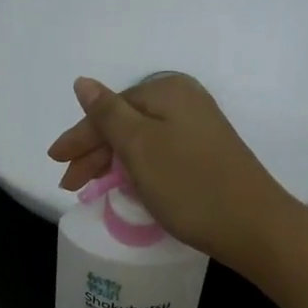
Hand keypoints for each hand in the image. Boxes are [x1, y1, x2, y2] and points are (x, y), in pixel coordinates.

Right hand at [47, 74, 299, 271]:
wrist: (253, 225)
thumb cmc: (189, 184)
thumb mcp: (140, 146)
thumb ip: (108, 114)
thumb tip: (82, 82)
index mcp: (167, 90)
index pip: (109, 109)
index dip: (79, 137)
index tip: (55, 163)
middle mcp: (185, 101)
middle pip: (125, 123)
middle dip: (94, 153)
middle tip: (70, 185)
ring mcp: (199, 129)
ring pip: (141, 141)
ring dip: (113, 163)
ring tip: (90, 189)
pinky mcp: (207, 155)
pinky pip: (159, 154)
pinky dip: (137, 170)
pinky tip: (126, 186)